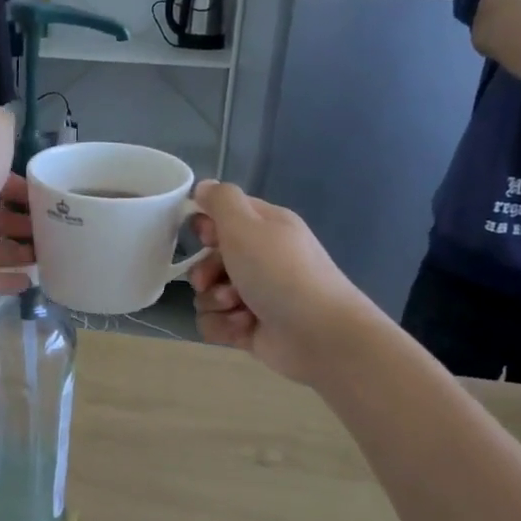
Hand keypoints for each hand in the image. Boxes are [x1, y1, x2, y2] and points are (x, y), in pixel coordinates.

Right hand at [187, 181, 367, 384]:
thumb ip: (220, 201)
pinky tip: (244, 327)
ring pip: (207, 294)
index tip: (206, 237)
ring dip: (215, 301)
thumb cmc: (281, 272)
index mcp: (264, 228)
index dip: (207, 227)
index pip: (223, 217)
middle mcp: (259, 259)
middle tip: (211, 279)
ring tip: (238, 307)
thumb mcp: (247, 225)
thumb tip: (202, 186)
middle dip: (204, 271)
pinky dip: (224, 326)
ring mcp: (253, 295)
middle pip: (208, 259)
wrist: (318, 333)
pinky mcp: (248, 327)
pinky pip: (215, 322)